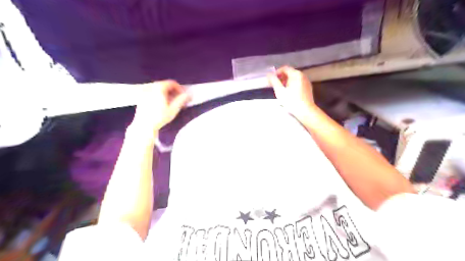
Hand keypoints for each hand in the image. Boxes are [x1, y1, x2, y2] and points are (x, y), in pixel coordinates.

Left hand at [130, 80, 187, 135]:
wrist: (144, 125)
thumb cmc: (159, 117)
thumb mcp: (173, 109)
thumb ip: (182, 100)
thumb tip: (188, 94)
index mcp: (159, 88)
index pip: (172, 83)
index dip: (180, 89)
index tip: (183, 96)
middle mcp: (150, 87)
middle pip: (165, 85)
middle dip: (173, 92)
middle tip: (178, 101)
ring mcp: (145, 92)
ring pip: (159, 89)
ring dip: (166, 94)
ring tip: (171, 104)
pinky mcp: (141, 98)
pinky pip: (153, 93)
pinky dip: (159, 96)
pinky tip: (162, 106)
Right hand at [267, 65, 313, 116]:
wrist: (305, 111)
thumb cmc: (292, 101)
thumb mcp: (280, 91)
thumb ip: (274, 81)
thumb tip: (269, 75)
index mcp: (296, 74)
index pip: (284, 68)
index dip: (276, 73)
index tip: (271, 79)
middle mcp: (302, 75)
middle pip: (289, 72)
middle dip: (281, 77)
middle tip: (274, 85)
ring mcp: (306, 81)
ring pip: (294, 78)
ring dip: (286, 81)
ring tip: (280, 89)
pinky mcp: (308, 88)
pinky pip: (298, 82)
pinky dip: (292, 84)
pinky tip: (289, 93)